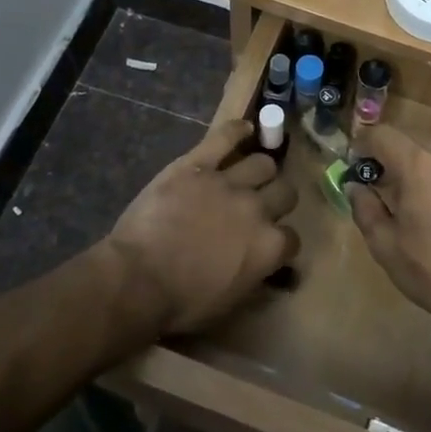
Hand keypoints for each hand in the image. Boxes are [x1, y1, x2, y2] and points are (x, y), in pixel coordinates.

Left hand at [106, 120, 297, 336]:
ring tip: (251, 173)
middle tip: (262, 205)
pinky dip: (237, 130)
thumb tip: (262, 264)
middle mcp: (257, 209)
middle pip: (285, 192)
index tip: (269, 245)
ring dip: (260, 170)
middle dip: (278, 199)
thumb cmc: (181, 302)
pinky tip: (244, 129)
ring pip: (263, 163)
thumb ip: (254, 275)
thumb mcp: (230, 302)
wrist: (139, 278)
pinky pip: (225, 137)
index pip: (292, 238)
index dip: (281, 242)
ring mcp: (229, 181)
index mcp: (268, 247)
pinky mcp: (199, 163)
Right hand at [344, 124, 430, 343]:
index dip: (364, 143)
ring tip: (422, 202)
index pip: (382, 134)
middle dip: (395, 154)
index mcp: (418, 164)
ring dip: (427, 170)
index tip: (356, 162)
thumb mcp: (384, 245)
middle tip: (385, 182)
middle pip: (414, 139)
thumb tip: (355, 186)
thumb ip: (364, 207)